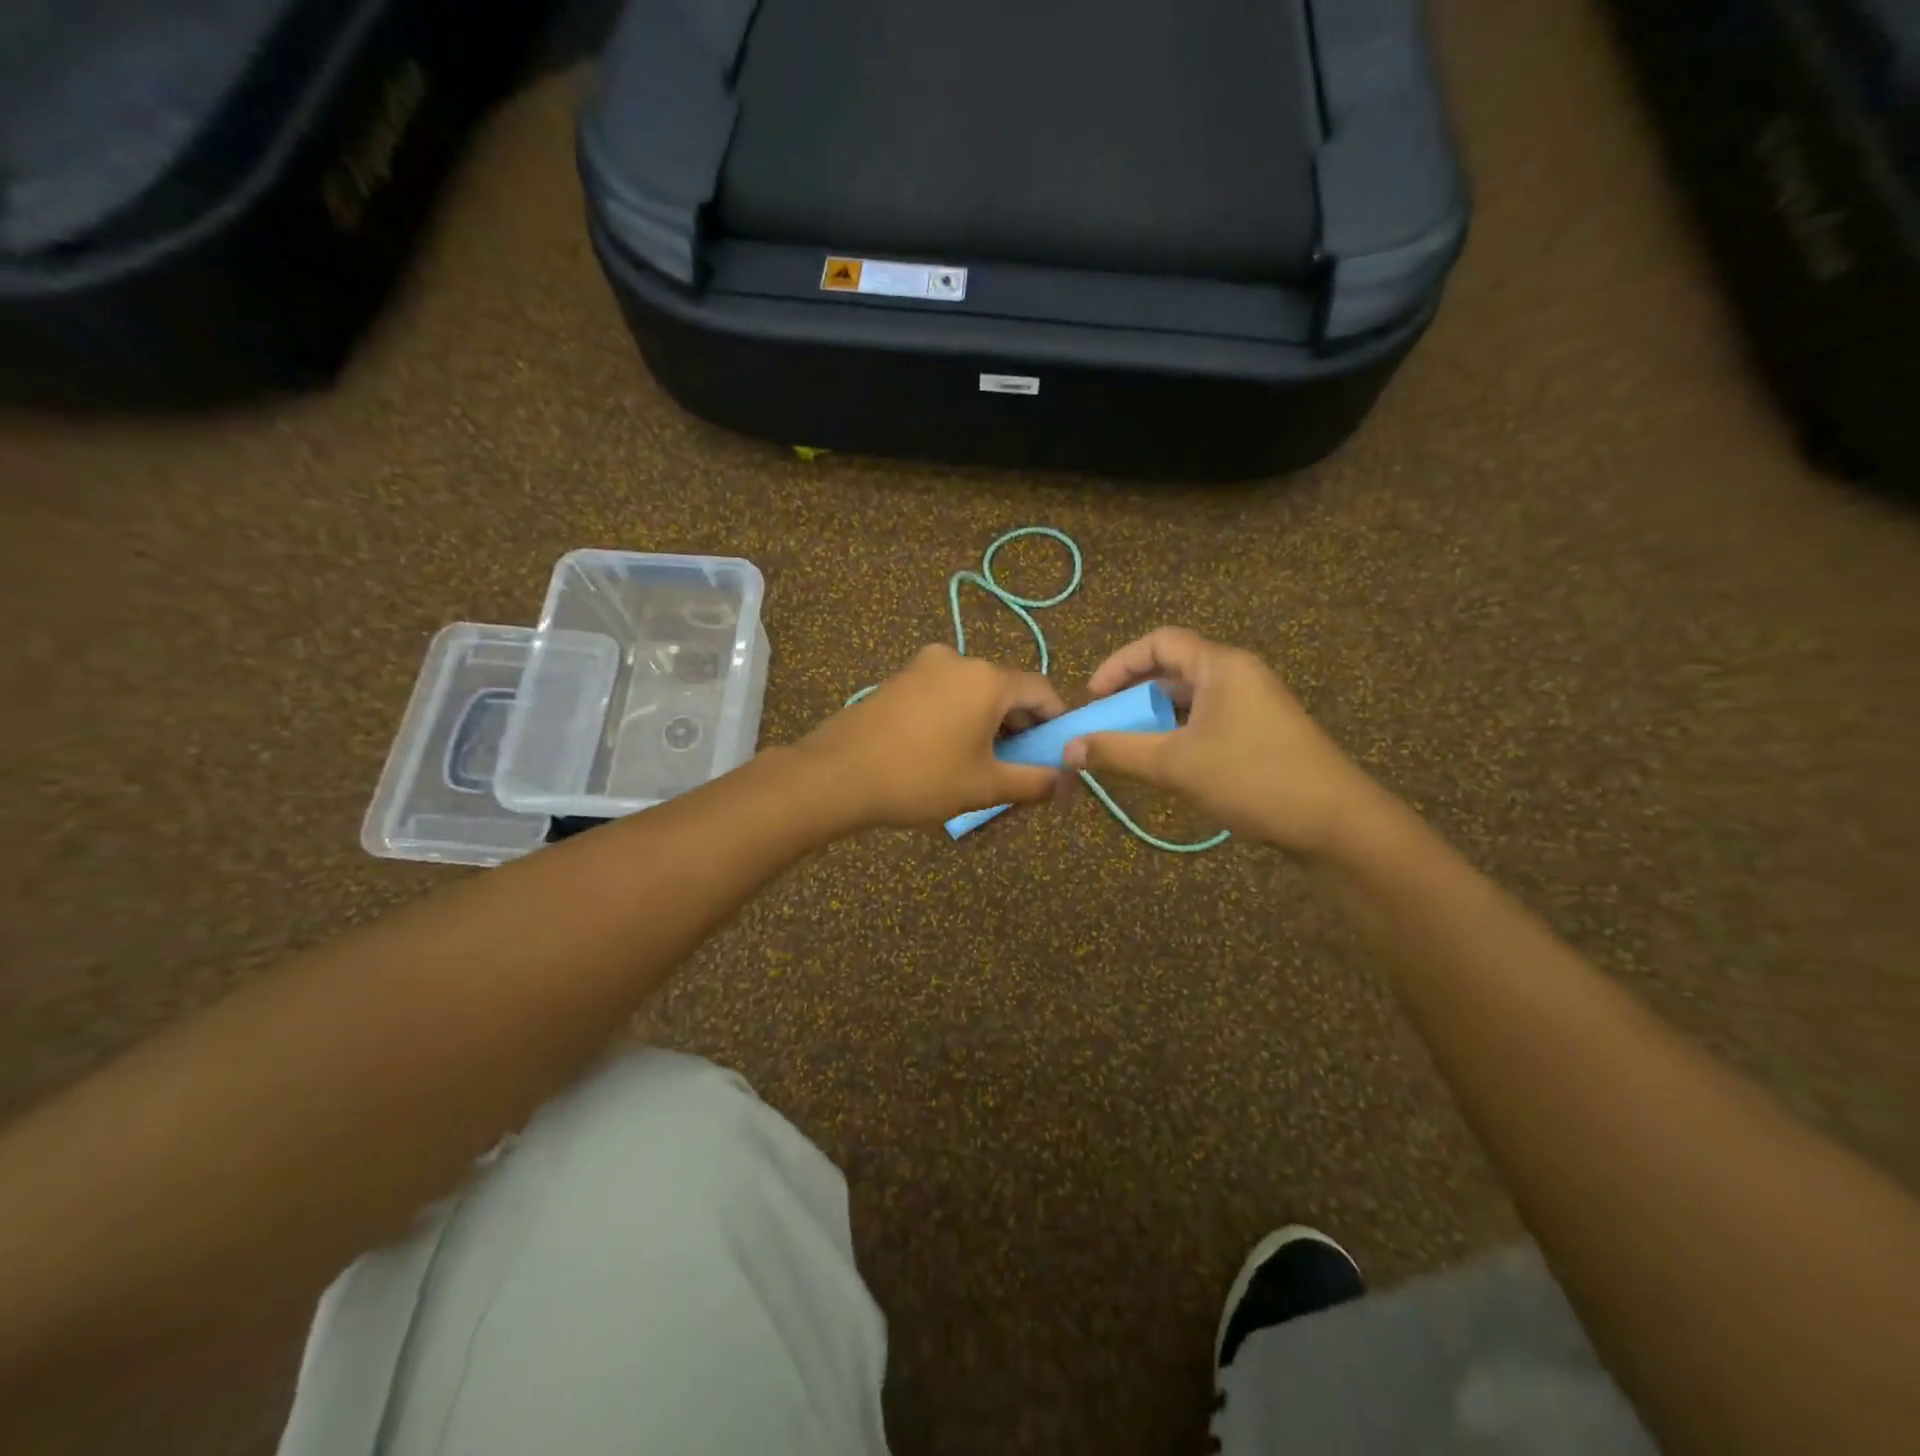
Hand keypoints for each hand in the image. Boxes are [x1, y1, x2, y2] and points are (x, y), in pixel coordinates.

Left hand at [798, 644, 1066, 829]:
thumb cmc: (920, 778)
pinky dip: (957, 717)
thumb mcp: (984, 786)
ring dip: (987, 723)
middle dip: (1020, 726)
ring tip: (981, 764)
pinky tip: (945, 751)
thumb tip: (1066, 782)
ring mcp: (922, 666)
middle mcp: (957, 659)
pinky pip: (943, 694)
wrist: (836, 775)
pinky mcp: (897, 679)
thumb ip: (1033, 781)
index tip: (1057, 753)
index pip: (1041, 690)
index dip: (1056, 722)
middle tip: (1020, 766)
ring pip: (972, 692)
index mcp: (986, 678)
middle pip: (1006, 689)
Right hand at [1062, 627, 1382, 857]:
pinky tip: (1166, 765)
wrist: (1334, 822)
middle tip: (1106, 724)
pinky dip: (1179, 735)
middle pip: (1173, 670)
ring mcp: (1253, 705)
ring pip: (1190, 700)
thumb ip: (1118, 751)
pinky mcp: (1261, 733)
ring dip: (1155, 719)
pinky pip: (1207, 722)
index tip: (1093, 697)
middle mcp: (1238, 675)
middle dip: (1134, 695)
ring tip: (1130, 747)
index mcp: (1221, 666)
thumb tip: (1068, 747)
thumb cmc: (1252, 778)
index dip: (1119, 663)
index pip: (1159, 642)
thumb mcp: (1176, 764)